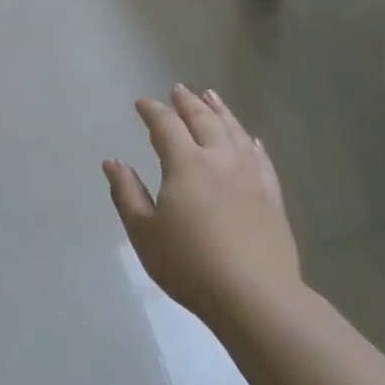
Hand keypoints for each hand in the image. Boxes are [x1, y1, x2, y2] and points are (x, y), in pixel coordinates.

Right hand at [103, 85, 300, 321]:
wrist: (254, 295)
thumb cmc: (189, 264)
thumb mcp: (144, 232)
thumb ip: (127, 193)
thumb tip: (112, 161)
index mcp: (186, 165)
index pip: (166, 126)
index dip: (152, 111)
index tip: (142, 103)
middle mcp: (220, 160)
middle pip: (204, 121)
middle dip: (188, 103)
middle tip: (178, 89)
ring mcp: (250, 176)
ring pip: (235, 132)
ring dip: (220, 112)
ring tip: (211, 97)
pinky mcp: (271, 196)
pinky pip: (260, 159)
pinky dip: (251, 143)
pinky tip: (250, 139)